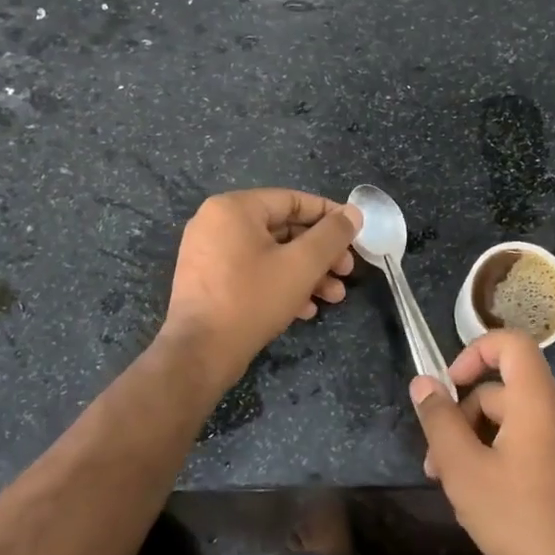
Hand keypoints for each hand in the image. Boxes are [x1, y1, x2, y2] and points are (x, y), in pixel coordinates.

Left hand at [160, 189, 358, 386]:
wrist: (199, 353)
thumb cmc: (252, 299)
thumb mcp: (302, 264)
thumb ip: (332, 235)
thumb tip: (353, 213)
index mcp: (234, 208)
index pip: (293, 200)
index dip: (330, 216)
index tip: (355, 234)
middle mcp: (216, 223)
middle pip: (283, 229)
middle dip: (320, 253)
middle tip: (347, 271)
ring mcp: (208, 253)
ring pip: (270, 254)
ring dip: (306, 273)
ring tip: (333, 297)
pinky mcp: (208, 281)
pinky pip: (252, 271)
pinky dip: (280, 284)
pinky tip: (305, 310)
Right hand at [410, 331, 554, 554]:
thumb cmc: (521, 520)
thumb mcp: (465, 471)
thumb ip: (440, 421)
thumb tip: (423, 382)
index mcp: (540, 400)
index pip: (511, 342)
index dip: (475, 352)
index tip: (450, 386)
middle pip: (507, 390)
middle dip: (466, 418)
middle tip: (438, 466)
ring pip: (520, 418)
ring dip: (484, 440)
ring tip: (460, 487)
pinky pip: (541, 438)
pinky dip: (512, 451)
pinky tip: (494, 494)